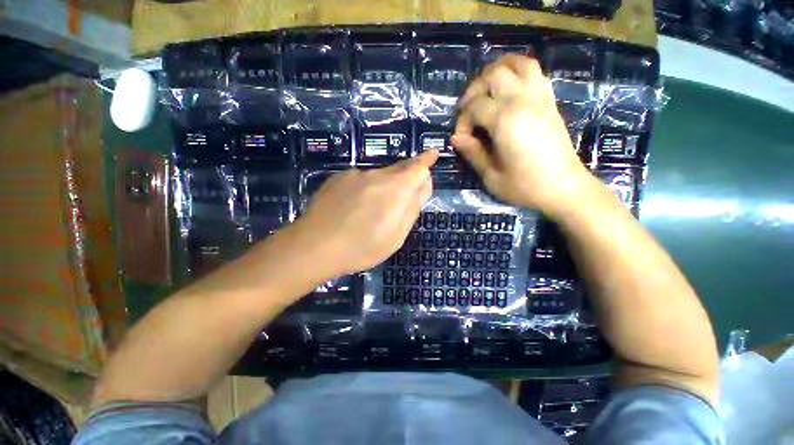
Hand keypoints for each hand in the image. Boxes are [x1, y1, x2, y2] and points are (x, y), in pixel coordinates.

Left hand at [291, 150, 438, 278]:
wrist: (314, 246)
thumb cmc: (363, 246)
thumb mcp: (397, 234)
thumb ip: (413, 206)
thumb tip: (423, 184)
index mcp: (396, 188)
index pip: (418, 166)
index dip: (427, 160)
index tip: (433, 153)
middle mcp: (376, 174)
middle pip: (399, 169)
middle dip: (407, 178)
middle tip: (405, 196)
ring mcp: (354, 174)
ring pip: (378, 176)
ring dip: (383, 187)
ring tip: (372, 212)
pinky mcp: (337, 178)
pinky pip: (360, 180)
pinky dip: (364, 189)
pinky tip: (353, 208)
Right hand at [452, 54, 591, 215]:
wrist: (564, 188)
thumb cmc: (525, 186)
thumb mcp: (491, 176)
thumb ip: (472, 153)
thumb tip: (455, 138)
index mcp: (506, 121)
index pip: (475, 107)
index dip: (462, 121)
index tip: (461, 139)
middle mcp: (523, 101)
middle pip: (493, 75)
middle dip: (474, 90)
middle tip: (467, 111)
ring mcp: (540, 97)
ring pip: (517, 63)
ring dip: (496, 71)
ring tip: (485, 90)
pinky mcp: (550, 101)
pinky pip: (534, 72)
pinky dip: (517, 72)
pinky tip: (508, 89)